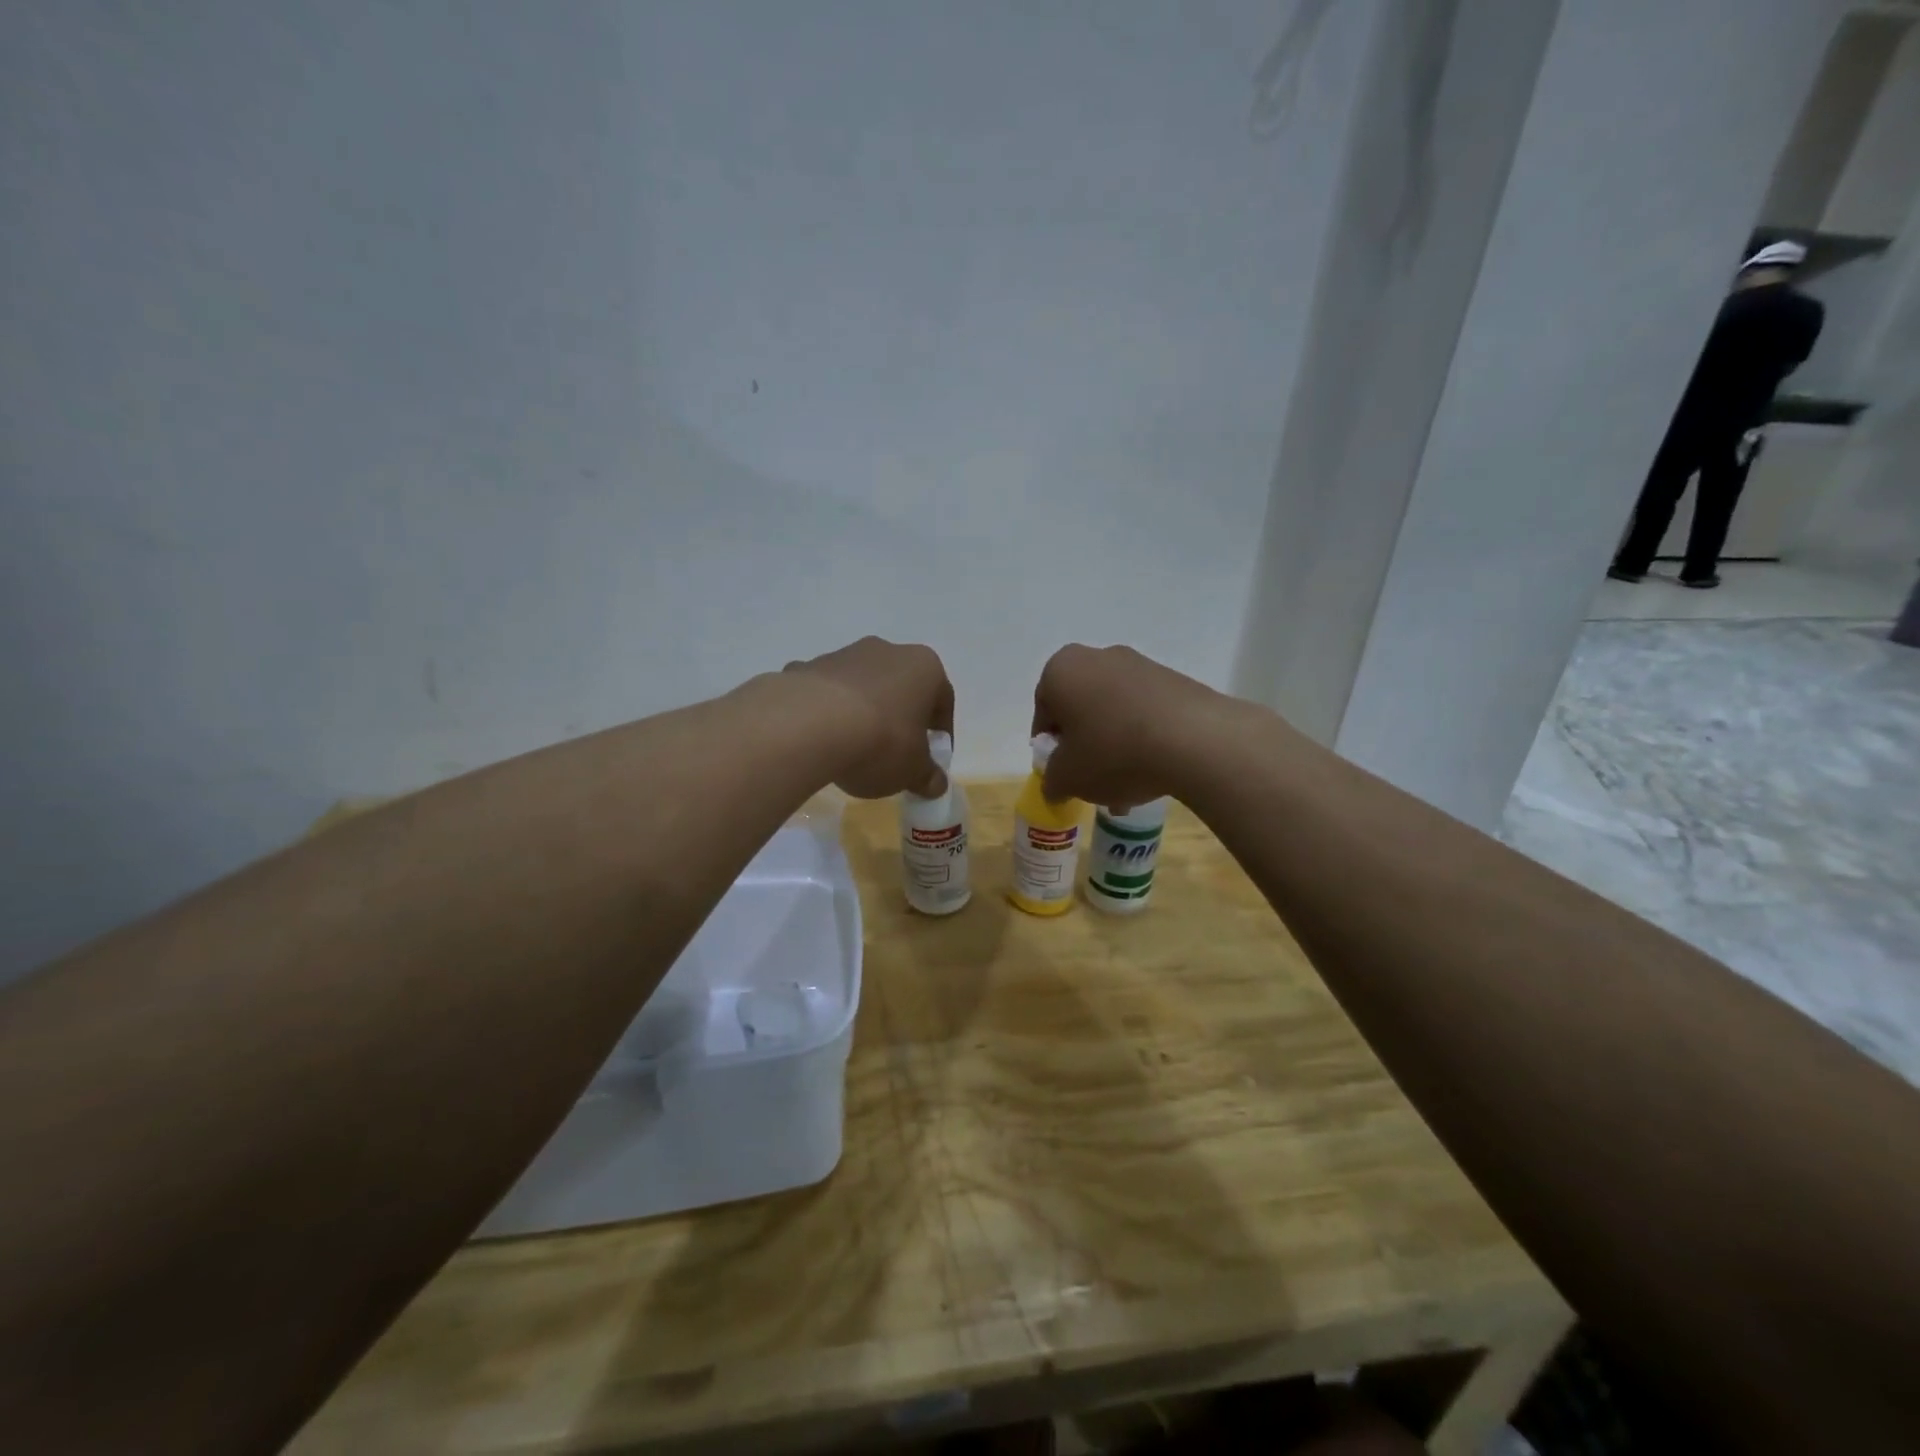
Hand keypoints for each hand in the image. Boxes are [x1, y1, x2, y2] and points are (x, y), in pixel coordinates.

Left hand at [783, 637, 954, 799]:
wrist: (809, 726)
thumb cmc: (881, 742)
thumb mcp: (913, 771)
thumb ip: (928, 777)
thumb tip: (936, 784)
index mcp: (924, 667)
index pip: (943, 701)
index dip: (940, 733)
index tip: (931, 759)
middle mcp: (887, 651)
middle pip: (900, 689)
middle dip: (900, 718)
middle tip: (895, 754)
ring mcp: (843, 655)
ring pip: (862, 687)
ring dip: (863, 713)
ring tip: (853, 749)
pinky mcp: (807, 667)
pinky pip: (824, 692)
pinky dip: (825, 711)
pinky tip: (819, 740)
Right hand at [1030, 643, 1236, 807]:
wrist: (1194, 741)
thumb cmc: (1112, 753)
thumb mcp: (1067, 778)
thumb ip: (1052, 781)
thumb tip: (1056, 784)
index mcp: (1062, 670)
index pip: (1044, 711)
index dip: (1049, 746)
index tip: (1061, 772)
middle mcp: (1098, 657)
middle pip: (1081, 710)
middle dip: (1084, 747)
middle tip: (1092, 782)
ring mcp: (1140, 665)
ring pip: (1114, 713)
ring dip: (1114, 748)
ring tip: (1128, 789)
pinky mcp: (1175, 680)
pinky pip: (1146, 713)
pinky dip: (1143, 740)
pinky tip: (1153, 773)